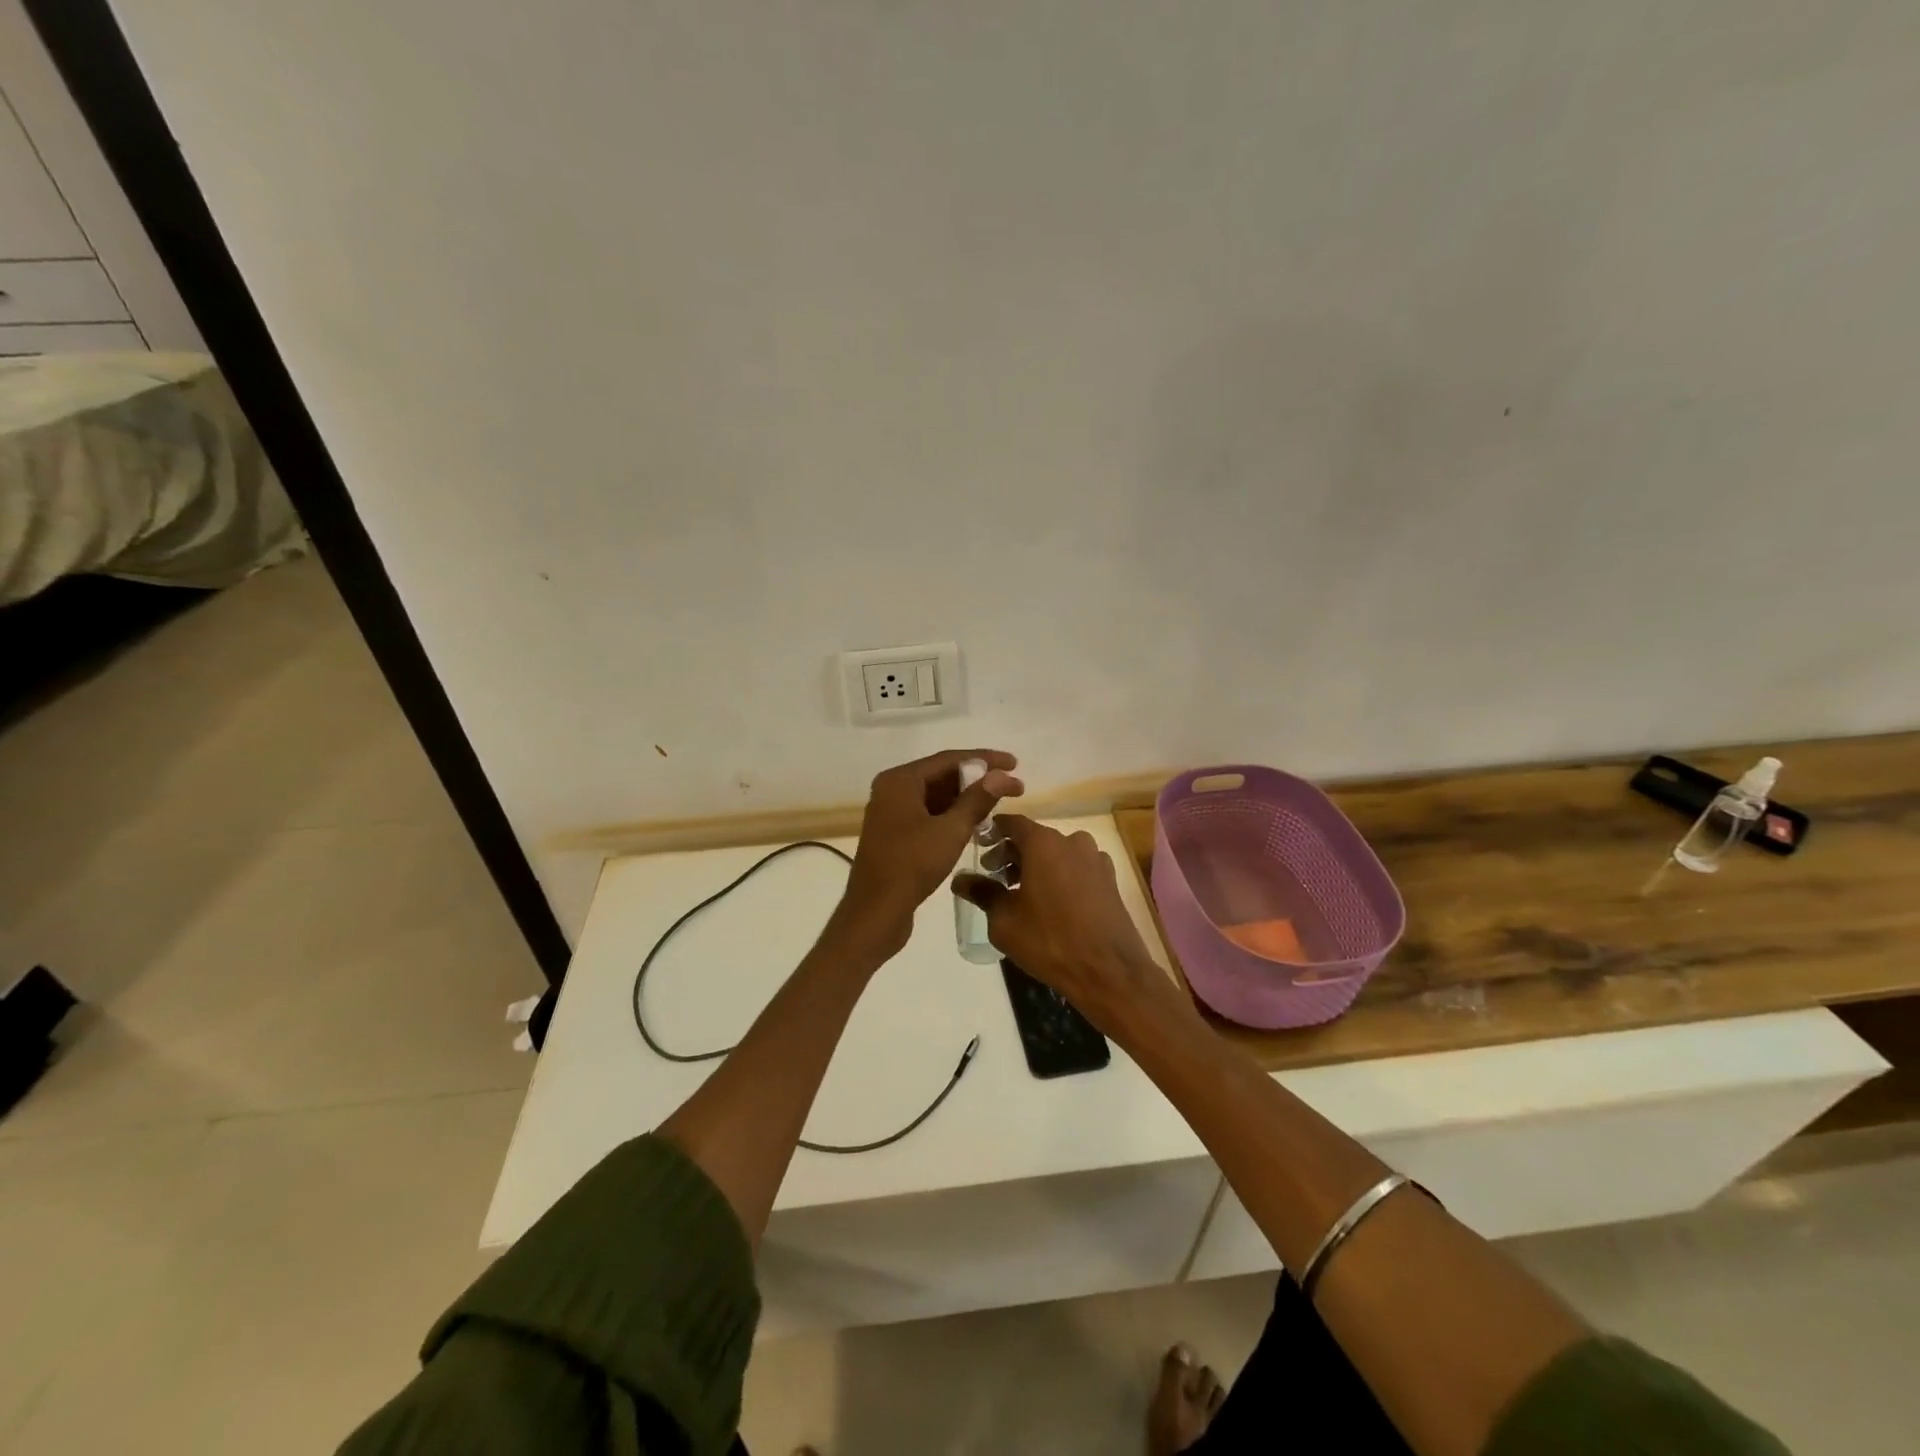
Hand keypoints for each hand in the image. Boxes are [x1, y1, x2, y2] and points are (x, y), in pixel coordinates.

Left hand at [838, 749, 1022, 953]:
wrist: (875, 912)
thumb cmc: (912, 866)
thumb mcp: (951, 830)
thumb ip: (977, 799)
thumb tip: (1002, 775)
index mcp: (900, 780)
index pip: (949, 759)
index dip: (985, 759)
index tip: (1014, 763)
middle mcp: (892, 790)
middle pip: (941, 775)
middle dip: (977, 779)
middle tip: (1012, 786)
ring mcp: (891, 812)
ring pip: (935, 796)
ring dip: (966, 798)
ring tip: (999, 803)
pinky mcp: (895, 834)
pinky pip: (928, 814)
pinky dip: (951, 815)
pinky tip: (975, 823)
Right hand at [952, 815, 1172, 1029]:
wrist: (1109, 971)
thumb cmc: (1049, 941)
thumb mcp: (1004, 919)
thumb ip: (981, 892)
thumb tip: (959, 879)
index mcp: (1044, 843)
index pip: (1012, 823)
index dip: (993, 831)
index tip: (979, 845)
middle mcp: (1072, 841)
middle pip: (1035, 838)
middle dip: (1012, 854)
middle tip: (993, 877)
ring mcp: (1095, 859)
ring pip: (1057, 853)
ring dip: (1036, 866)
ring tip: (1020, 894)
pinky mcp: (1110, 879)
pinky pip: (1076, 868)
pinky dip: (1059, 876)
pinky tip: (1050, 904)